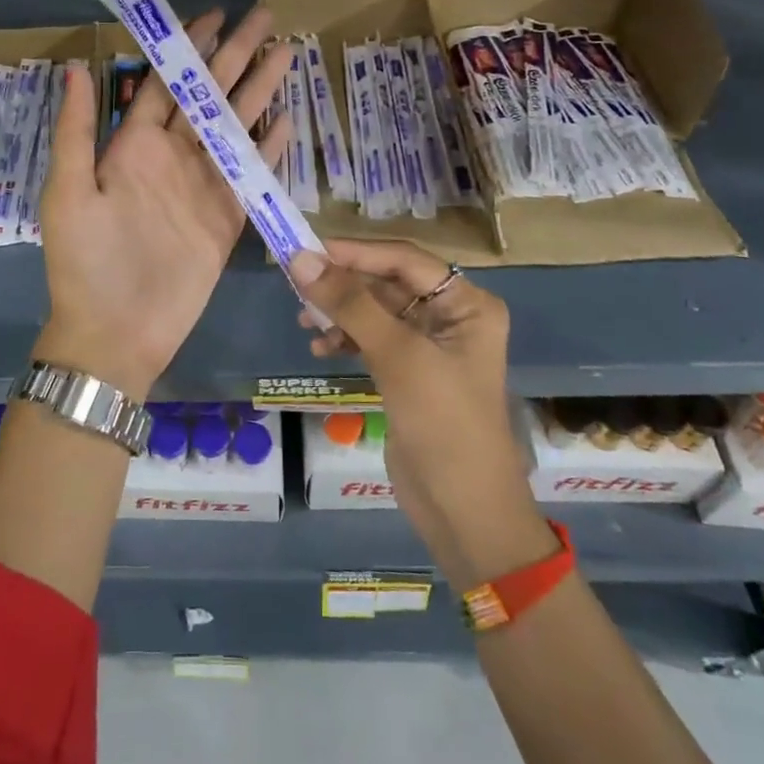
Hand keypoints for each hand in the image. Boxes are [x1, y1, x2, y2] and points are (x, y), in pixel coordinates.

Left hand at [36, 8, 292, 398]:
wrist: (116, 333)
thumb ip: (78, 130)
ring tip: (287, 56)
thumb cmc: (86, 262)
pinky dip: (271, 148)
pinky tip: (290, 121)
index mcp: (134, 147)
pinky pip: (252, 174)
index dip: (190, 50)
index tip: (215, 17)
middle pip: (209, 97)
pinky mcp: (228, 217)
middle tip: (266, 19)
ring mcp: (203, 187)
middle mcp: (172, 158)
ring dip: (260, 92)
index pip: (167, 85)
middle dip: (236, 57)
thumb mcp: (70, 193)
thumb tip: (79, 65)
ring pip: (236, 127)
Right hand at [290, 239, 557, 590]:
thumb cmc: (443, 423)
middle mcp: (451, 316)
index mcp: (467, 304)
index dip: (354, 252)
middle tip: (297, 286)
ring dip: (340, 313)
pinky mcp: (410, 372)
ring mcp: (430, 345)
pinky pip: (372, 339)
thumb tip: (300, 259)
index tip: (305, 250)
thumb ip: (350, 304)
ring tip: (304, 323)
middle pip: (387, 283)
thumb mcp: (398, 356)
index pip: (404, 259)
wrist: (464, 512)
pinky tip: (321, 348)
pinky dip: (346, 338)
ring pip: (375, 311)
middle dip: (343, 285)